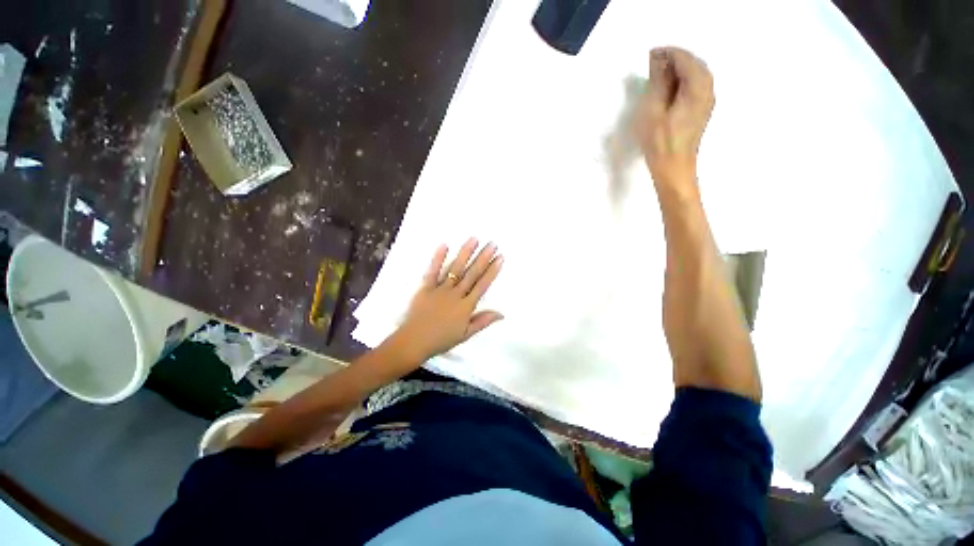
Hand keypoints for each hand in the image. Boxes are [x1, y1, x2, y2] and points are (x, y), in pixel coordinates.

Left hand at [392, 238, 503, 362]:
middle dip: (483, 258)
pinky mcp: (426, 287)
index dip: (492, 271)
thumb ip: (483, 321)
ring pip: (455, 269)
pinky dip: (438, 258)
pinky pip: (432, 271)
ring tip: (474, 239)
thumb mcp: (466, 334)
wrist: (414, 341)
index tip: (500, 258)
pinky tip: (445, 245)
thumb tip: (501, 313)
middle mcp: (455, 294)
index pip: (482, 285)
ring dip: (465, 253)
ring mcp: (440, 289)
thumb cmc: (441, 339)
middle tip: (492, 244)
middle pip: (471, 273)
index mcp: (466, 306)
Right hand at [637, 47, 714, 191]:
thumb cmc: (660, 142)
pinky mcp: (702, 110)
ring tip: (659, 74)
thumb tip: (658, 61)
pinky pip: (696, 86)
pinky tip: (670, 88)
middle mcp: (707, 90)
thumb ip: (658, 83)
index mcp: (697, 88)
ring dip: (679, 70)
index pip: (685, 59)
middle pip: (695, 64)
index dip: (668, 53)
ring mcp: (707, 101)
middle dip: (675, 59)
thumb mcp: (653, 111)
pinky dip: (683, 81)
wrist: (674, 168)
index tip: (650, 54)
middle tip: (653, 63)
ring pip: (696, 75)